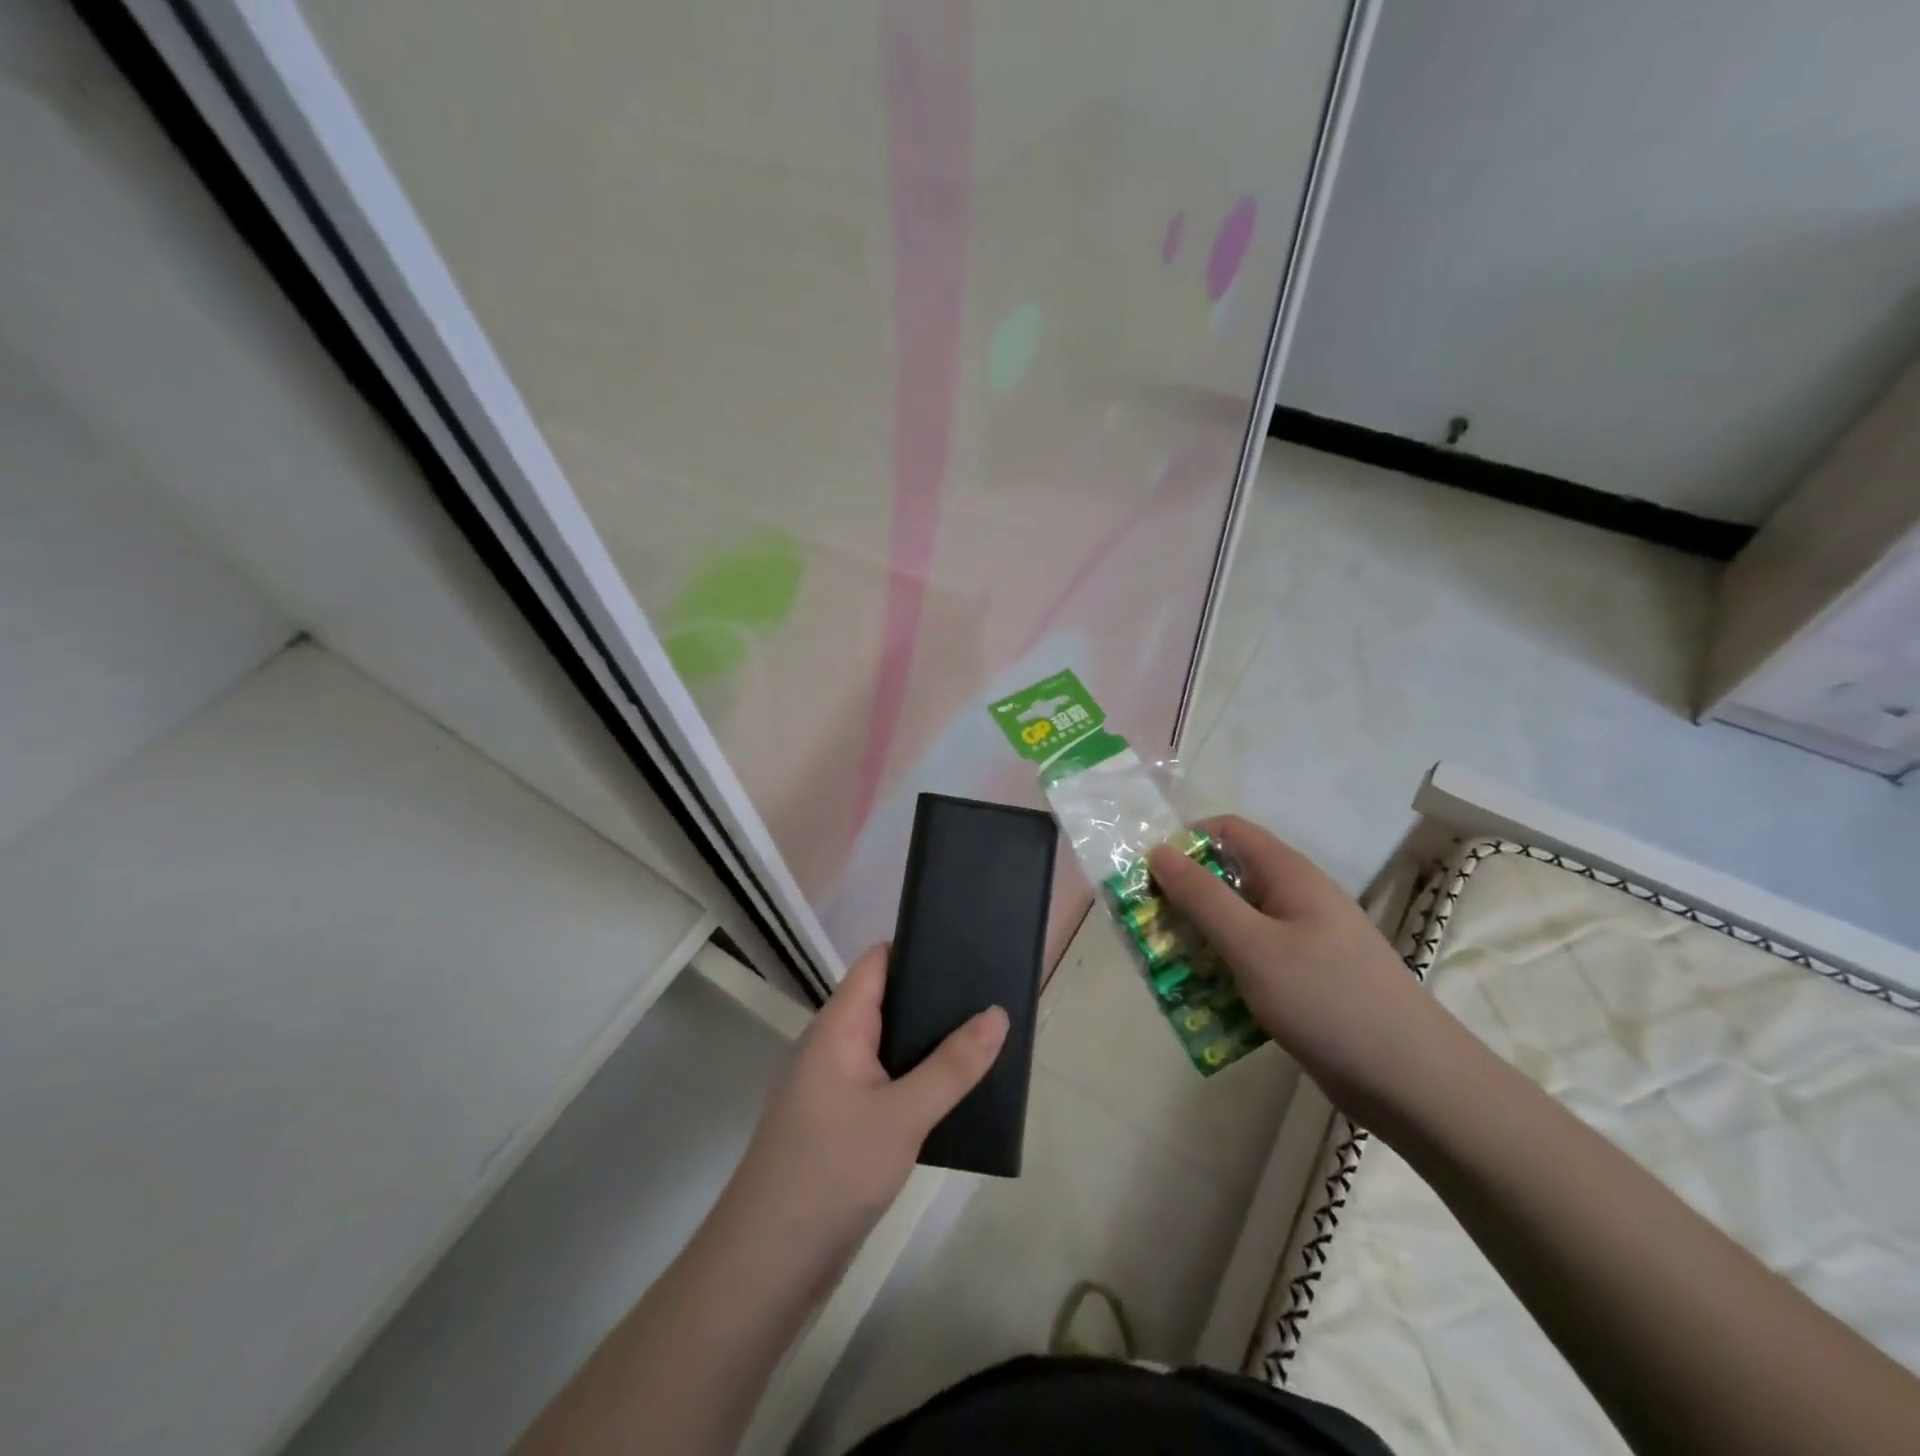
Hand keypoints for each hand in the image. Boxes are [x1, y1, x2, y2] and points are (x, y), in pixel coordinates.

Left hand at [726, 945, 1008, 1258]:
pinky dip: (916, 1078)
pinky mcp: (840, 1121)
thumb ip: (952, 1066)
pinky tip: (954, 1089)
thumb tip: (997, 1013)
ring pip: (889, 1046)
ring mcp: (834, 1085)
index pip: (877, 963)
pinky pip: (884, 1082)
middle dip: (934, 997)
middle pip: (887, 1001)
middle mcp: (833, 1045)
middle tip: (991, 993)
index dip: (918, 946)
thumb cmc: (832, 1171)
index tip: (967, 943)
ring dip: (929, 1042)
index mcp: (838, 1026)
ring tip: (985, 1034)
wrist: (769, 1262)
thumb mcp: (903, 1116)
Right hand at [1147, 816, 1451, 1127]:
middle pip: (1228, 878)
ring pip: (1238, 922)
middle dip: (1184, 897)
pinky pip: (1252, 959)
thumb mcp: (1253, 946)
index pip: (1228, 831)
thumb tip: (1159, 851)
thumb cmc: (1328, 1000)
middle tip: (1149, 927)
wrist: (1412, 1083)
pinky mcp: (1305, 980)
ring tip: (1166, 967)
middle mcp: (1297, 899)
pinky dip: (1224, 969)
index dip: (1185, 842)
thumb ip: (1202, 898)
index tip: (1149, 875)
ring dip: (1200, 938)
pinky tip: (1204, 999)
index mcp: (1290, 875)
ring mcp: (1304, 941)